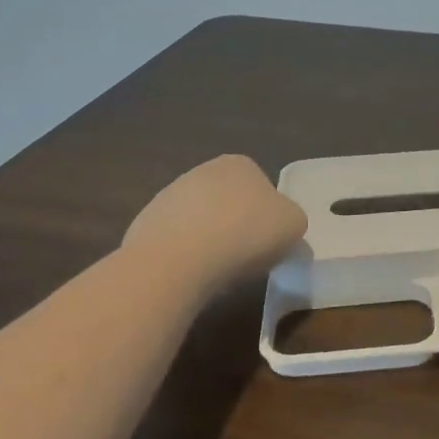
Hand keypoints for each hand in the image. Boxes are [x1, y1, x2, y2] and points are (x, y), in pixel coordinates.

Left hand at [124, 155, 306, 286]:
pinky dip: (185, 256)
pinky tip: (191, 274)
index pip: (262, 186)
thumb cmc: (245, 234)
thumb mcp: (294, 225)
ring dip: (210, 241)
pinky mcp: (145, 224)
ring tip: (217, 271)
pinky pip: (176, 241)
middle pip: (229, 202)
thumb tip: (279, 226)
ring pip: (201, 221)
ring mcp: (169, 196)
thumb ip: (291, 219)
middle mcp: (202, 171)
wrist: (177, 261)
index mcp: (240, 164)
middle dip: (237, 226)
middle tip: (246, 257)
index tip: (269, 241)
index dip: (268, 216)